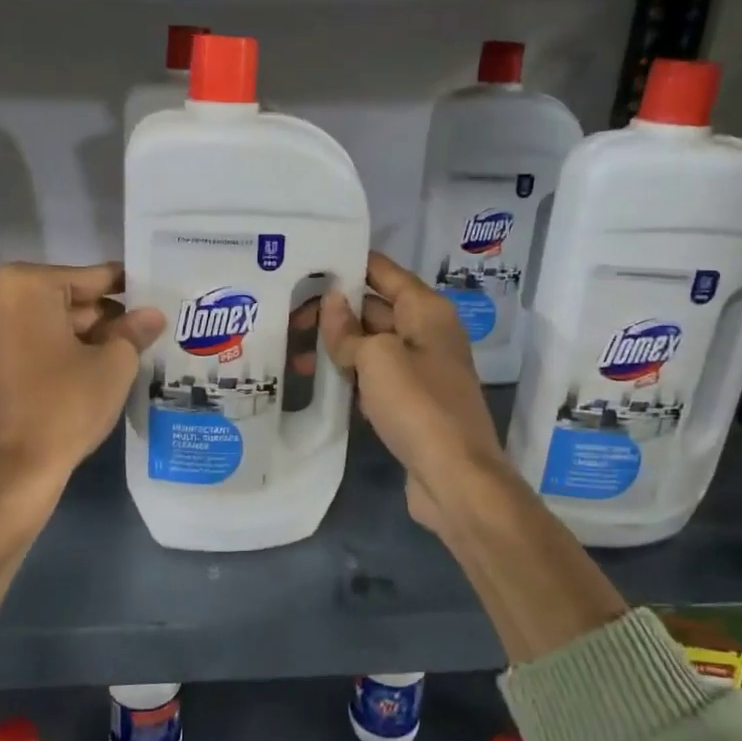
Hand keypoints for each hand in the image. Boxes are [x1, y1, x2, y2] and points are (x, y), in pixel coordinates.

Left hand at [0, 263, 164, 489]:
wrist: (12, 473)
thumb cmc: (67, 406)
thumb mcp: (115, 365)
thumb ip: (133, 331)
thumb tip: (151, 314)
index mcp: (24, 286)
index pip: (88, 278)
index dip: (122, 287)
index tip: (145, 294)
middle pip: (57, 301)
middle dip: (93, 317)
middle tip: (130, 335)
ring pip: (32, 327)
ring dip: (63, 337)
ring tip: (99, 360)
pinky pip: (10, 353)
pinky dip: (35, 359)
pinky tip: (59, 381)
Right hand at [321, 252, 624, 663]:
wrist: (455, 477)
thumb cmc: (418, 406)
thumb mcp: (377, 359)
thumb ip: (349, 330)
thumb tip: (332, 303)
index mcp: (427, 311)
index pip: (383, 272)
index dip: (348, 264)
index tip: (307, 262)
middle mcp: (428, 333)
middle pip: (374, 308)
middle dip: (333, 310)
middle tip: (286, 316)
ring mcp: (422, 369)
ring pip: (372, 344)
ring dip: (337, 346)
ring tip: (293, 354)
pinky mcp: (413, 401)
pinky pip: (376, 376)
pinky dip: (350, 374)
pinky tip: (319, 381)